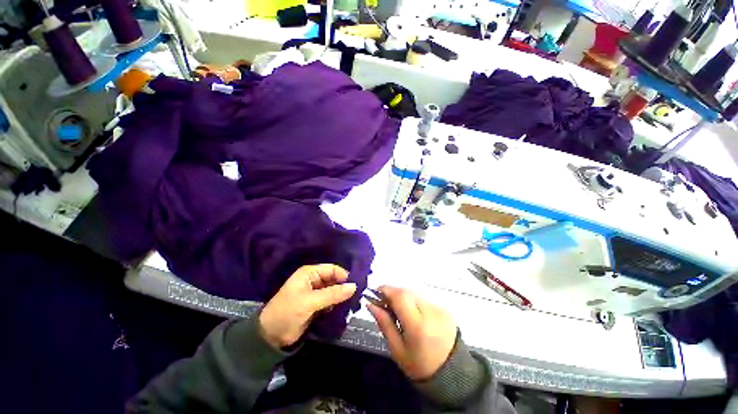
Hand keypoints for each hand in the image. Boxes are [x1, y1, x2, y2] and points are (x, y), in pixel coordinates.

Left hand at [259, 264, 356, 348]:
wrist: (271, 336)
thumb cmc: (288, 312)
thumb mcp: (310, 302)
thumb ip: (333, 294)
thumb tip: (354, 286)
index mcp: (310, 273)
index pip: (332, 269)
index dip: (343, 276)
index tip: (356, 286)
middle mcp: (313, 279)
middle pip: (334, 279)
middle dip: (343, 286)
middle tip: (357, 295)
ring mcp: (315, 292)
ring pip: (333, 290)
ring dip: (341, 295)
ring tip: (353, 302)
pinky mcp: (316, 304)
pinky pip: (330, 300)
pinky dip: (336, 303)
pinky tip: (343, 308)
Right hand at [367, 286, 456, 380]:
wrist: (451, 374)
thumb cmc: (419, 366)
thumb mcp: (397, 349)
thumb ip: (384, 323)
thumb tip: (370, 303)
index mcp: (418, 325)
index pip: (400, 296)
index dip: (386, 290)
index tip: (374, 292)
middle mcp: (431, 312)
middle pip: (407, 292)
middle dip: (393, 293)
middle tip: (383, 303)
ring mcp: (440, 309)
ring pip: (414, 293)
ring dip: (403, 297)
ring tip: (397, 310)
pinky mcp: (445, 309)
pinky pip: (423, 299)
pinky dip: (414, 302)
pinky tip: (411, 314)